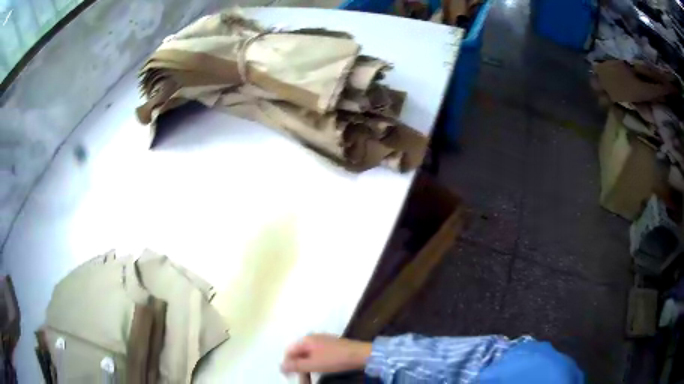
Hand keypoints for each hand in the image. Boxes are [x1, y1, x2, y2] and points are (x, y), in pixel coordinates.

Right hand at [281, 334, 371, 373]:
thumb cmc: (335, 359)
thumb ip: (295, 365)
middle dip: (297, 366)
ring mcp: (322, 341)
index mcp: (306, 340)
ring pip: (307, 354)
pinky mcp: (331, 345)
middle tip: (300, 378)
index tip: (288, 375)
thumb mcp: (313, 364)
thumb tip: (280, 365)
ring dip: (305, 366)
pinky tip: (317, 369)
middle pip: (298, 352)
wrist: (360, 354)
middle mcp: (312, 338)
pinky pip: (316, 354)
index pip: (289, 351)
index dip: (286, 363)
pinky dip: (314, 363)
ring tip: (307, 376)